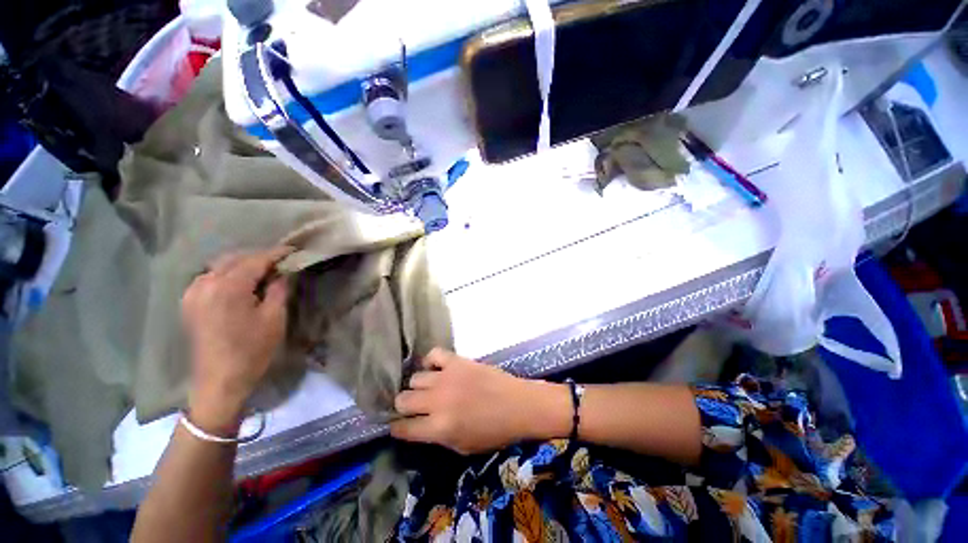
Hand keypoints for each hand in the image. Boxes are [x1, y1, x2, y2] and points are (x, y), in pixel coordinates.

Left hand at [181, 246, 292, 432]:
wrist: (219, 381)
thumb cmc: (252, 350)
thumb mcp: (274, 318)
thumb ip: (278, 289)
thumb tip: (282, 272)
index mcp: (228, 287)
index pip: (255, 260)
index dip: (276, 253)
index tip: (293, 250)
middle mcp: (206, 284)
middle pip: (235, 259)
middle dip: (258, 257)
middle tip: (280, 262)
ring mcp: (193, 293)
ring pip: (219, 266)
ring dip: (241, 264)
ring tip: (262, 271)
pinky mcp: (188, 303)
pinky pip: (208, 277)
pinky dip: (225, 274)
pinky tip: (238, 282)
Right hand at [389, 349, 571, 453]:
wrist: (517, 405)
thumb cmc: (493, 432)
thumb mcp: (462, 447)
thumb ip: (436, 437)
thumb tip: (419, 426)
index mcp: (439, 428)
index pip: (402, 428)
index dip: (397, 427)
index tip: (398, 425)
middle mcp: (437, 401)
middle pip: (403, 399)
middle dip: (404, 405)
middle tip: (414, 407)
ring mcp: (447, 377)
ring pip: (415, 377)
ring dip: (419, 386)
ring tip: (429, 388)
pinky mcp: (457, 361)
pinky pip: (434, 354)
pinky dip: (431, 361)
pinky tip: (437, 368)